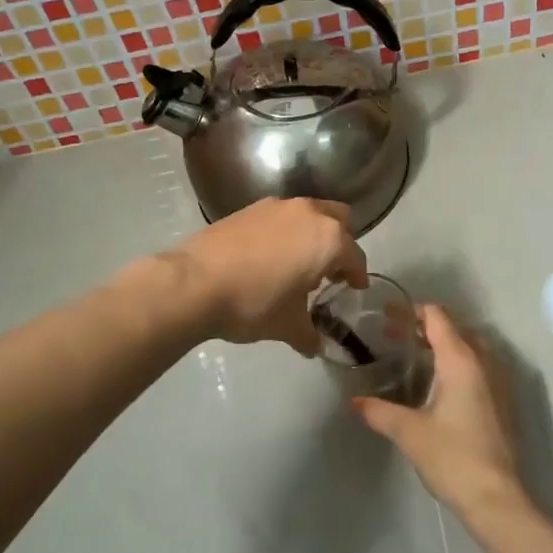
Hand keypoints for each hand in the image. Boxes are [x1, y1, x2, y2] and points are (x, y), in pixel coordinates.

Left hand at [166, 197, 367, 355]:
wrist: (194, 282)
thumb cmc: (254, 303)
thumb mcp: (288, 326)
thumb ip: (309, 335)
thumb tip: (315, 346)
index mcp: (328, 239)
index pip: (355, 256)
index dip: (358, 275)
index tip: (355, 287)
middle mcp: (308, 213)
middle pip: (339, 220)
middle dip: (340, 243)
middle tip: (330, 271)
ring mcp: (277, 206)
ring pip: (309, 213)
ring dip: (311, 234)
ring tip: (297, 265)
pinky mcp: (249, 208)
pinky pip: (280, 217)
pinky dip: (284, 232)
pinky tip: (269, 258)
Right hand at [352, 305, 530, 522]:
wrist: (496, 498)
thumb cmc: (452, 457)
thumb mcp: (408, 432)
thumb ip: (379, 411)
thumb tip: (355, 402)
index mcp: (461, 360)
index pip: (437, 316)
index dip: (411, 311)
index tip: (387, 318)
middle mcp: (484, 361)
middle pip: (455, 327)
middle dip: (426, 327)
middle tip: (396, 339)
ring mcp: (499, 380)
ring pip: (471, 346)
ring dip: (444, 345)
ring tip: (416, 359)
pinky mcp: (503, 400)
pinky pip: (480, 365)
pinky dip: (459, 362)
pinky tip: (440, 385)